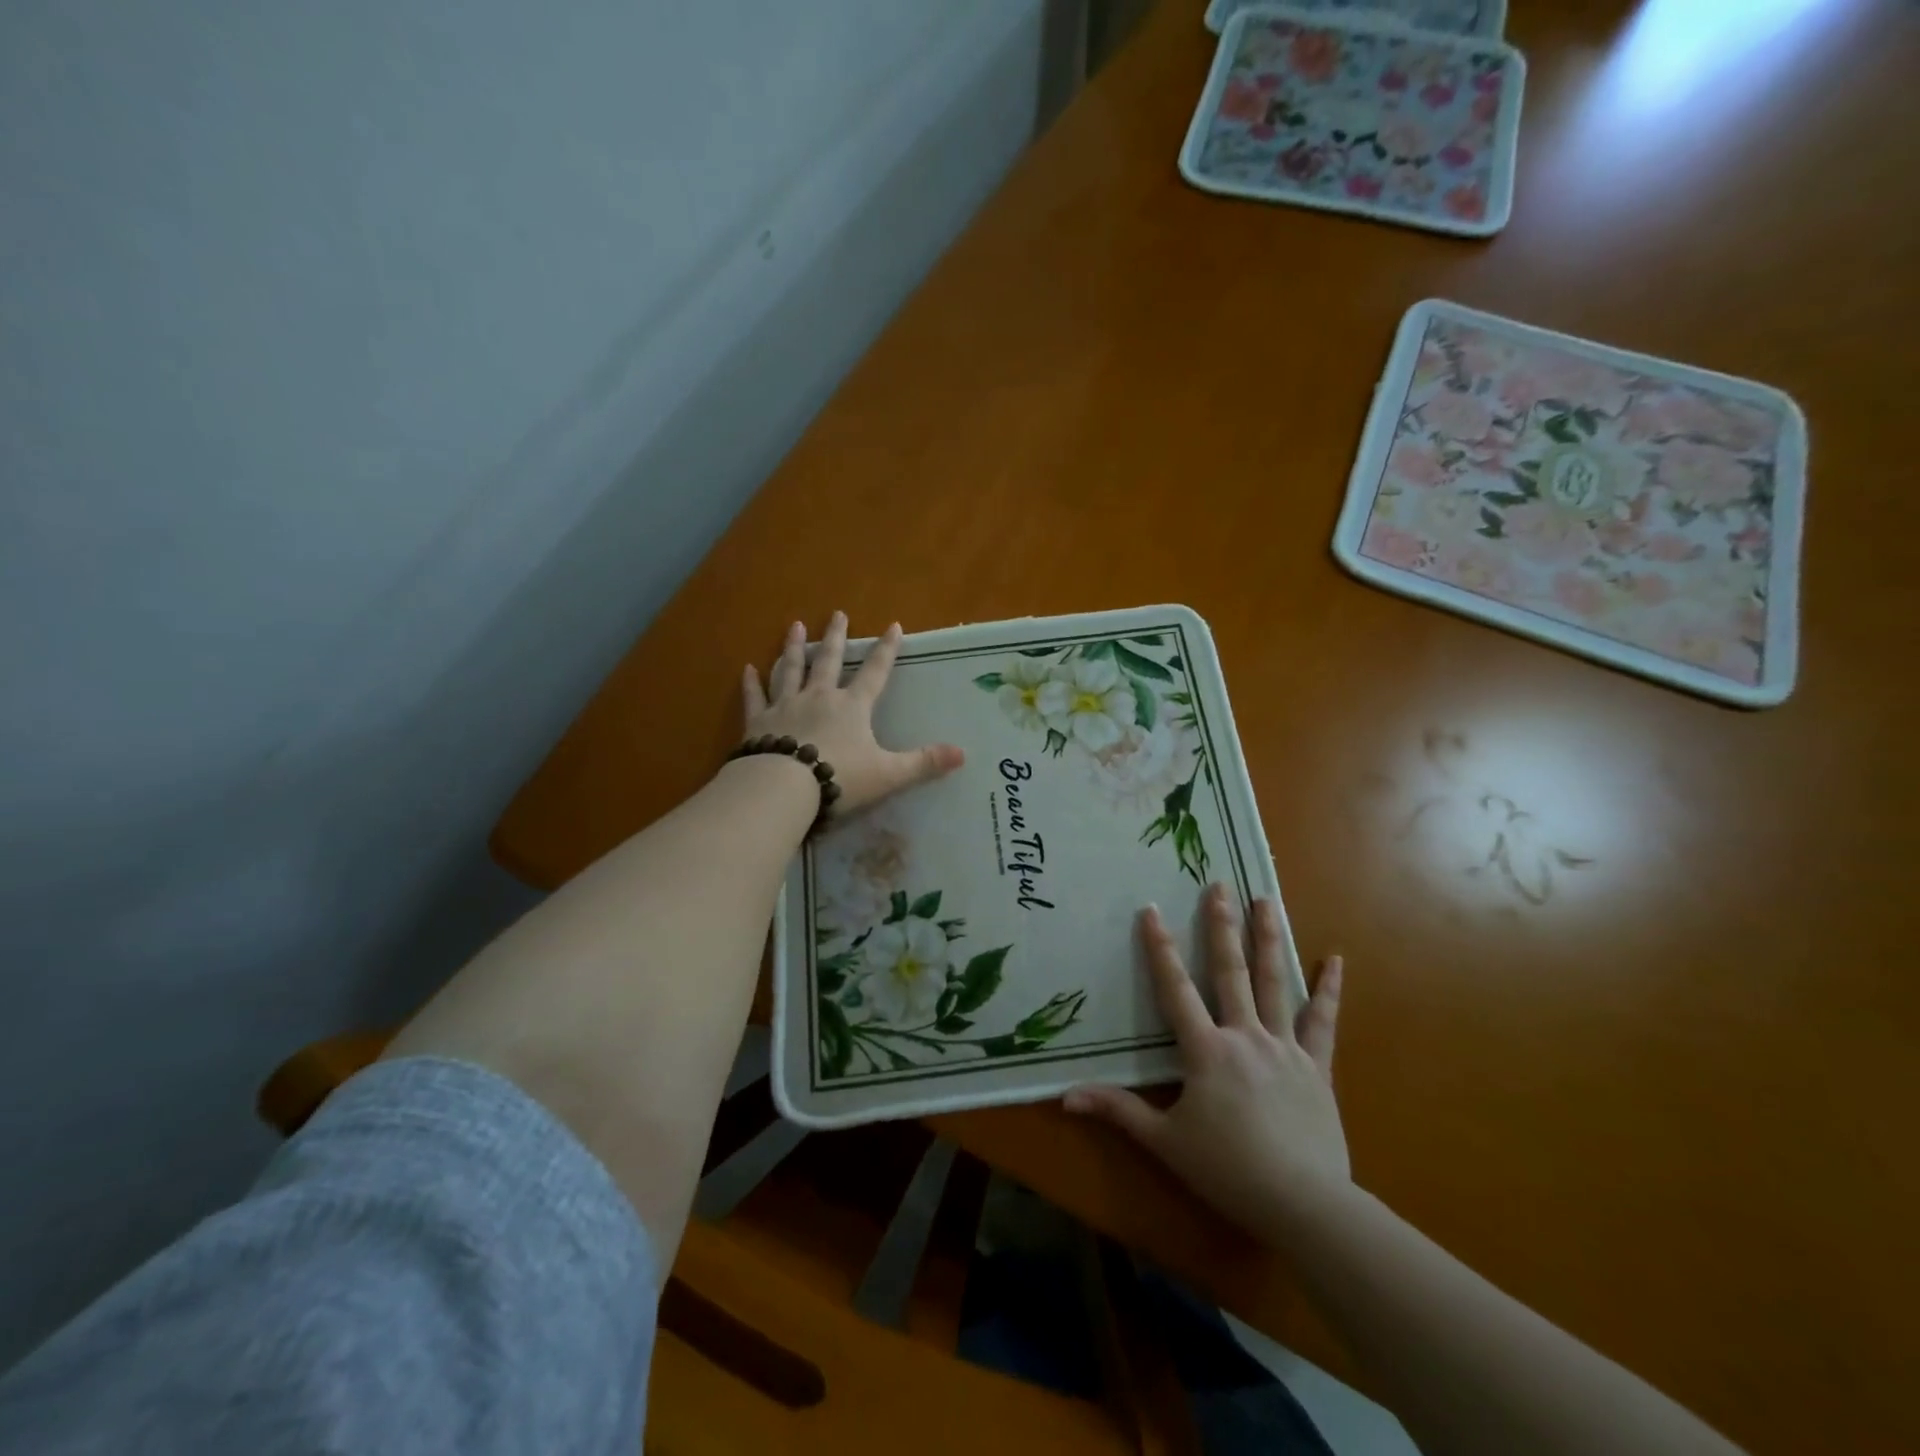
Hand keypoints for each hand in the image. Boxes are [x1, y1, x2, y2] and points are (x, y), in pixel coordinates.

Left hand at [742, 613, 964, 815]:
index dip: (886, 650)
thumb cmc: (840, 778)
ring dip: (794, 648)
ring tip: (796, 627)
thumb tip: (962, 754)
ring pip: (790, 670)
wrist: (783, 788)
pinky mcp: (758, 722)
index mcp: (852, 707)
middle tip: (837, 613)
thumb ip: (923, 763)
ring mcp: (785, 706)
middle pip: (828, 661)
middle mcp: (819, 697)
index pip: (875, 673)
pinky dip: (751, 683)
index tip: (893, 626)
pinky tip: (747, 669)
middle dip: (836, 637)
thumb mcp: (888, 774)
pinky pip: (754, 697)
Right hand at [1064, 883, 1347, 1236]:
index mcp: (1206, 1050)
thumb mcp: (1165, 1141)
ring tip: (1267, 899)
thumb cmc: (1228, 1170)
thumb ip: (1118, 1111)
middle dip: (1221, 926)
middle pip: (1230, 971)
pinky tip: (1336, 959)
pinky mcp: (1317, 1067)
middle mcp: (1245, 1036)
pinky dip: (1330, 990)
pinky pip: (1324, 1022)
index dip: (1160, 949)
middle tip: (1219, 885)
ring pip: (1276, 983)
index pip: (1175, 989)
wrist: (1304, 1204)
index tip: (1151, 909)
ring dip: (1269, 939)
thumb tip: (1065, 1098)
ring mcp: (1285, 1048)